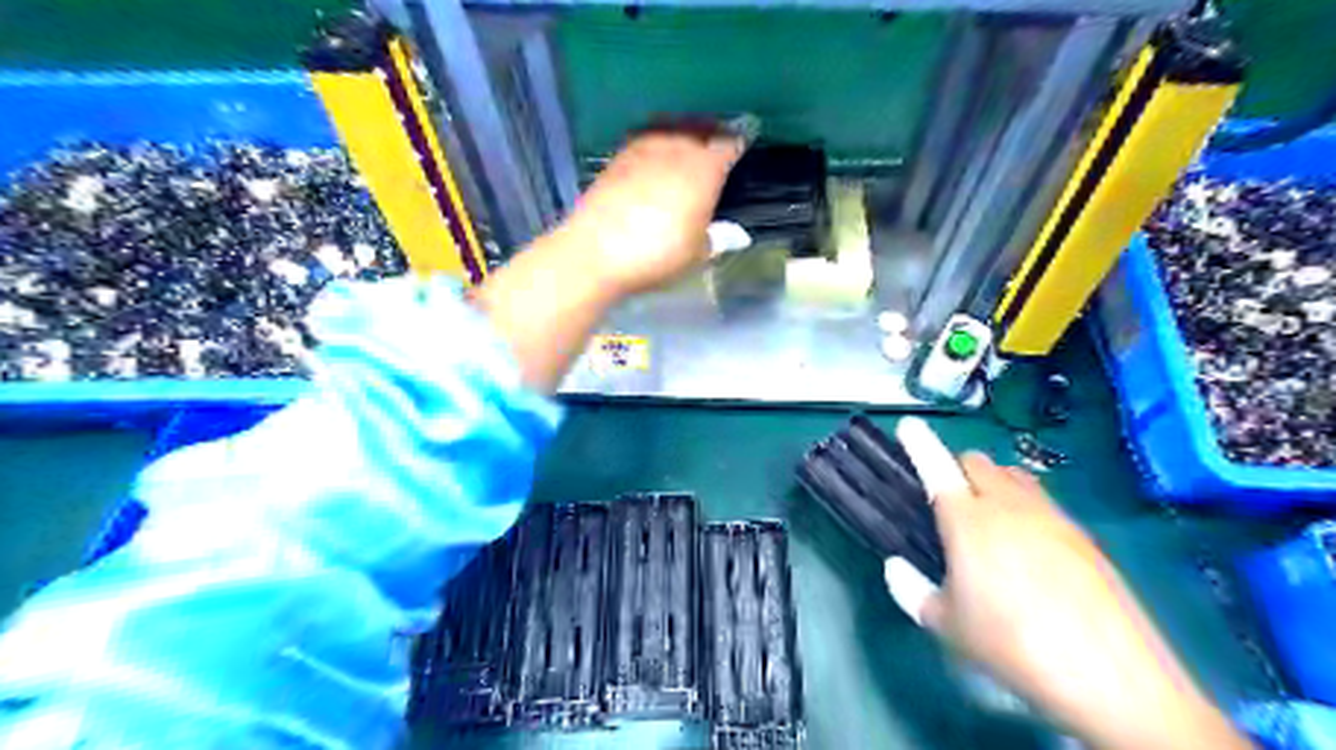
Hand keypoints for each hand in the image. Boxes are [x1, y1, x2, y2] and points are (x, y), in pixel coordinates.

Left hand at [553, 131, 740, 299]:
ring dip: (683, 131)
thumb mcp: (695, 255)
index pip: (728, 144)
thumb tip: (735, 235)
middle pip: (699, 129)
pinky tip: (656, 153)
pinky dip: (656, 141)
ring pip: (670, 130)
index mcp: (703, 169)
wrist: (595, 251)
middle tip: (720, 135)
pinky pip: (645, 139)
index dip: (740, 138)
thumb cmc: (656, 255)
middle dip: (712, 130)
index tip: (747, 134)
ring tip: (689, 139)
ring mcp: (643, 150)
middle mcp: (675, 150)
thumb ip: (717, 239)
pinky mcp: (617, 159)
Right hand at [896, 447, 1253, 744]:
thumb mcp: (947, 625)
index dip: (919, 442)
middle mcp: (1008, 505)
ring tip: (988, 519)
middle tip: (947, 499)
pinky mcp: (1082, 534)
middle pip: (977, 462)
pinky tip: (1028, 547)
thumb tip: (896, 567)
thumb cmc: (1012, 646)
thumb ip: (911, 590)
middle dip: (956, 468)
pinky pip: (1043, 501)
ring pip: (1013, 476)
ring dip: (992, 482)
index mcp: (967, 520)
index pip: (936, 466)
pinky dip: (1024, 505)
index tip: (908, 425)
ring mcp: (1050, 516)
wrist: (1111, 677)